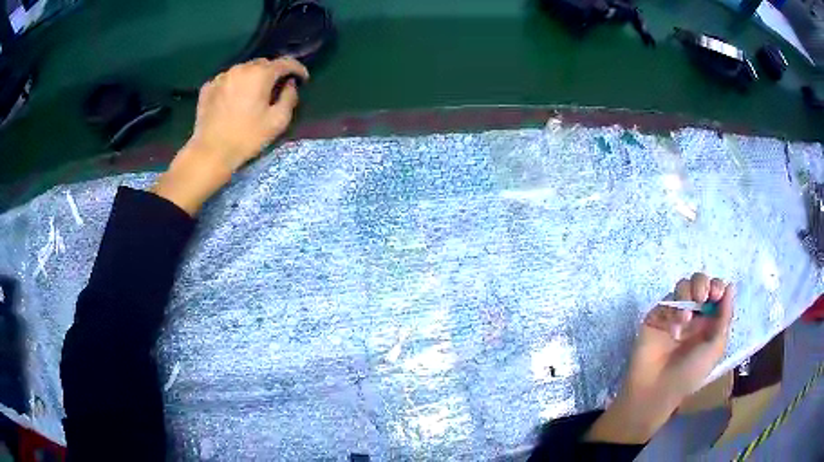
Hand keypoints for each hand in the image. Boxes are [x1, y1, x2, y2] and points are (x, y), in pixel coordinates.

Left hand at [153, 57, 309, 214]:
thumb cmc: (247, 137)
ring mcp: (222, 77)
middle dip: (273, 72)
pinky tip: (234, 99)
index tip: (303, 78)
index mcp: (260, 74)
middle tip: (276, 88)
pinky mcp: (208, 87)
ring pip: (243, 70)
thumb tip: (290, 84)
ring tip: (253, 94)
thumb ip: (289, 97)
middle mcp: (241, 68)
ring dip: (252, 78)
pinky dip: (234, 85)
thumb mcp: (278, 121)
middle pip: (263, 63)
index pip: (285, 62)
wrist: (211, 152)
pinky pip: (227, 80)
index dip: (297, 68)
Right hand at [586, 273, 733, 443]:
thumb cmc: (691, 373)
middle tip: (702, 297)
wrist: (657, 389)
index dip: (717, 287)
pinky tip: (674, 326)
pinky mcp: (658, 316)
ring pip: (683, 286)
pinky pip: (667, 300)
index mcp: (709, 322)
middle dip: (702, 284)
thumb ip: (725, 317)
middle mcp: (694, 314)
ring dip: (687, 294)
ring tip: (686, 318)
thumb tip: (731, 286)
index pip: (716, 293)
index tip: (716, 294)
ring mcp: (675, 314)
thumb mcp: (715, 348)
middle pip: (700, 282)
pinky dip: (673, 308)